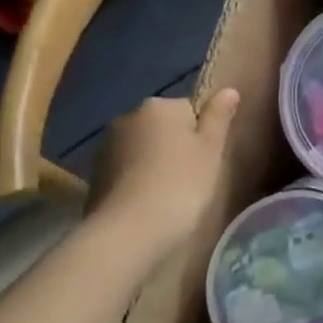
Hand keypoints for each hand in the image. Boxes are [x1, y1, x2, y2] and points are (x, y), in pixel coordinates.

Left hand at [83, 89, 240, 280]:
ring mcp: (106, 147)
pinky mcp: (94, 176)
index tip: (206, 161)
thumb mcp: (211, 149)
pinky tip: (146, 205)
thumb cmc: (181, 184)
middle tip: (191, 178)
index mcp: (159, 106)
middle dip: (175, 147)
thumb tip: (229, 90)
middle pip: (163, 127)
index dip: (202, 135)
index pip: (189, 110)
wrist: (128, 233)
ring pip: (142, 149)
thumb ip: (219, 117)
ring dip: (154, 164)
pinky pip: (125, 172)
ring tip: (168, 196)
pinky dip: (136, 182)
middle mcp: (128, 118)